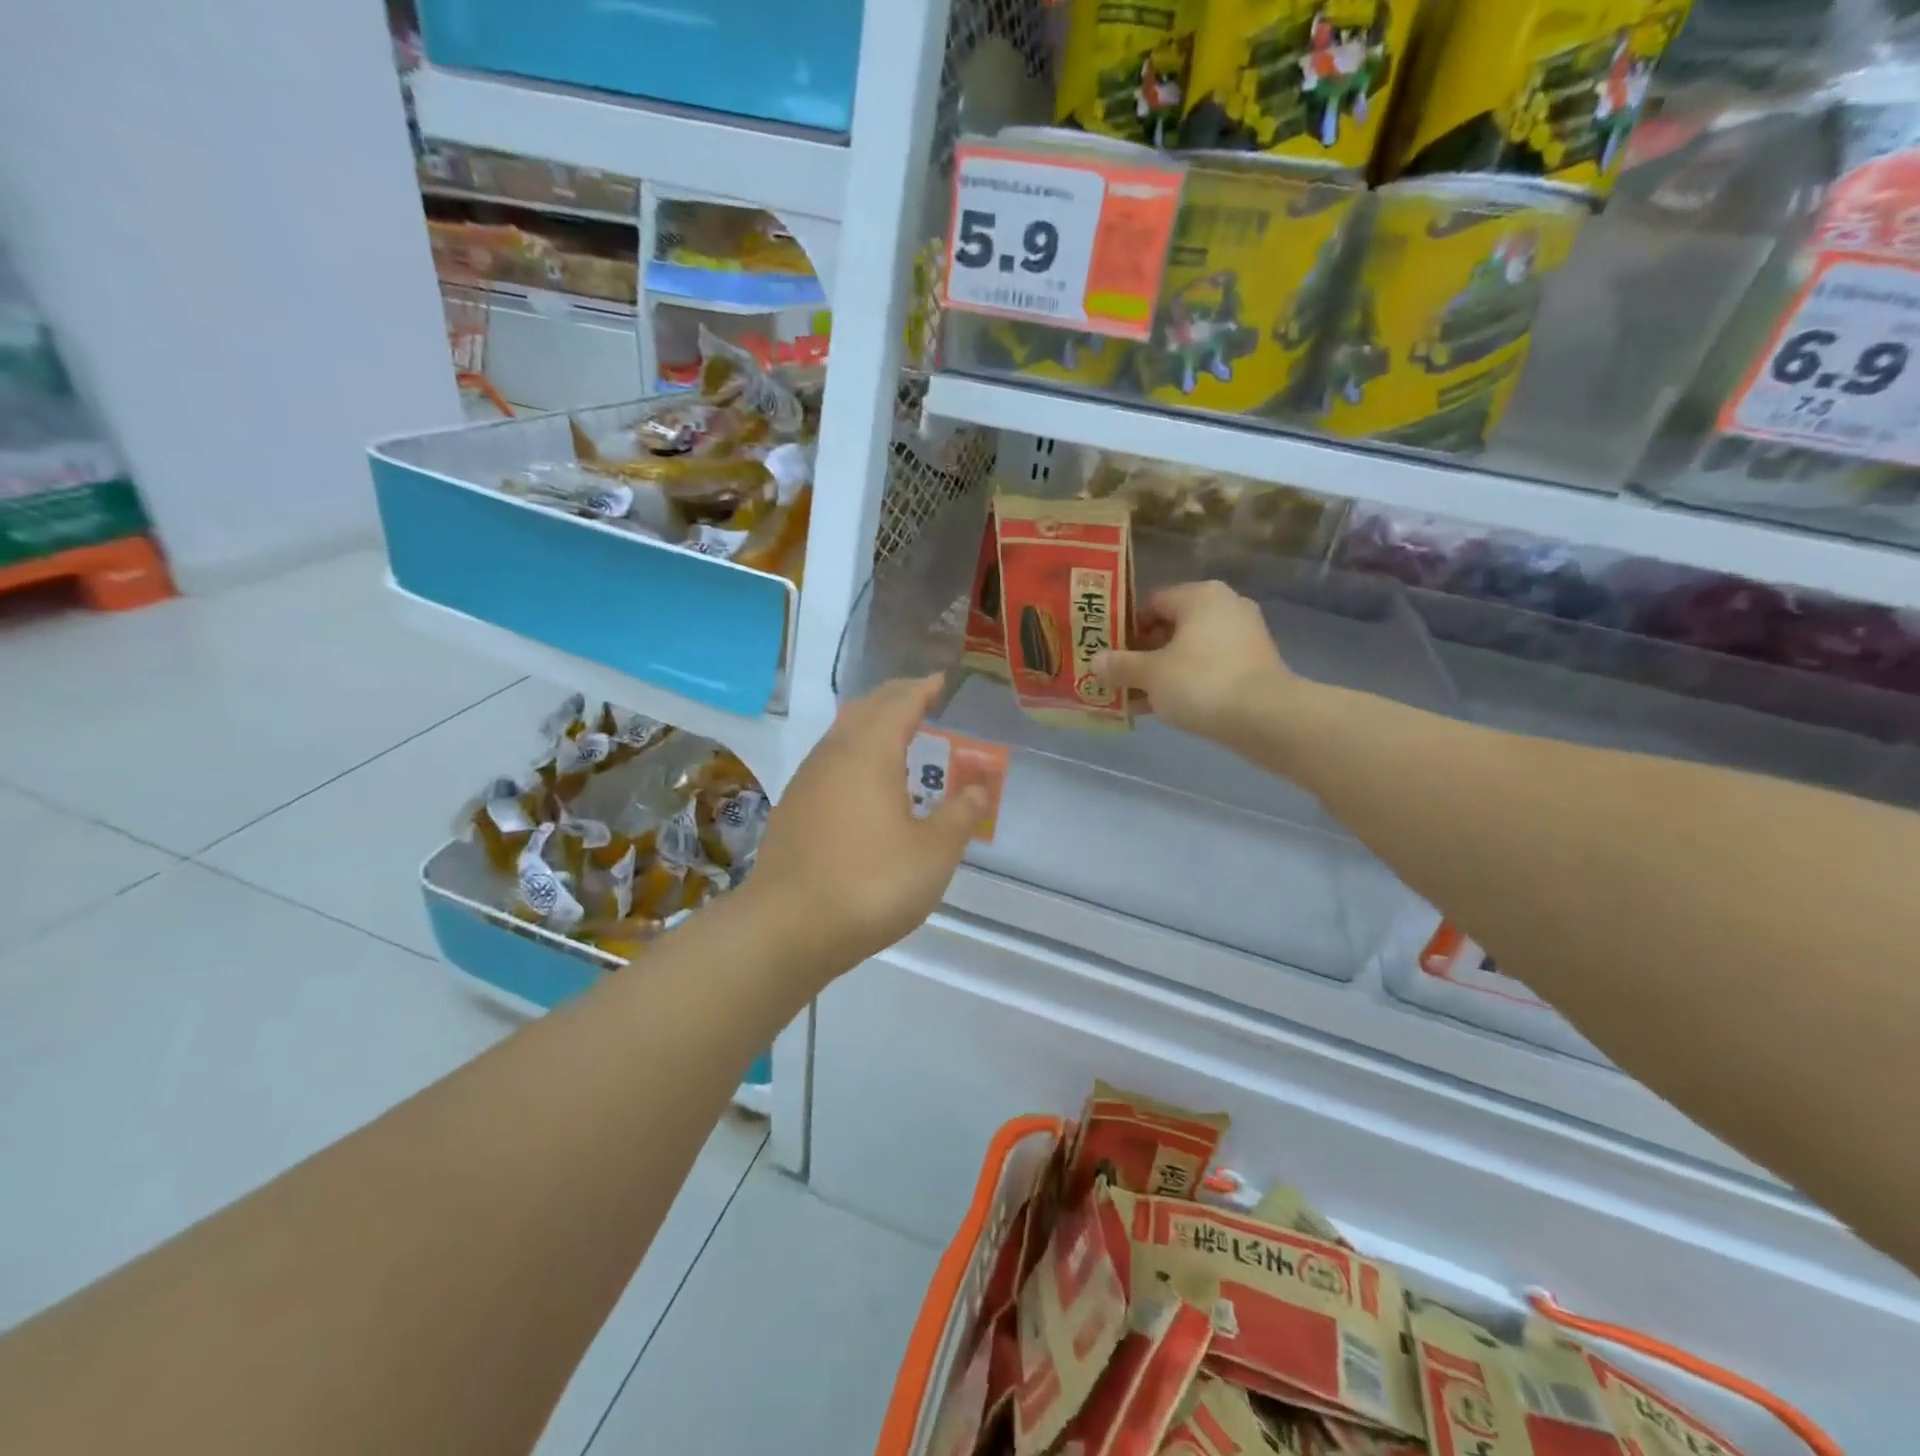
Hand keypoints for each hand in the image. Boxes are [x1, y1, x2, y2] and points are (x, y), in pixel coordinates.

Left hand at [743, 675, 988, 973]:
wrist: (787, 928)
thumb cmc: (870, 883)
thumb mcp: (933, 853)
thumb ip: (960, 814)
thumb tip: (981, 786)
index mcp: (869, 752)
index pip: (899, 702)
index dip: (923, 688)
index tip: (942, 680)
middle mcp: (834, 755)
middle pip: (866, 708)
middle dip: (896, 697)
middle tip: (923, 698)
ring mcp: (807, 781)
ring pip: (842, 733)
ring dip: (871, 723)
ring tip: (899, 734)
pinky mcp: (793, 809)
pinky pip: (830, 760)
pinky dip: (855, 752)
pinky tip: (866, 781)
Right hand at [1096, 581, 1295, 749]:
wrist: (1264, 718)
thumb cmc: (1200, 682)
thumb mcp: (1150, 674)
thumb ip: (1120, 665)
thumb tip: (1095, 661)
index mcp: (1200, 595)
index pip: (1151, 602)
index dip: (1125, 627)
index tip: (1108, 651)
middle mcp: (1225, 607)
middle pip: (1171, 626)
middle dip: (1143, 653)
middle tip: (1118, 675)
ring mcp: (1244, 636)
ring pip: (1189, 650)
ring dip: (1162, 671)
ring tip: (1135, 696)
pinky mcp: (1253, 664)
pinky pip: (1208, 667)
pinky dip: (1186, 682)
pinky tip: (1164, 707)